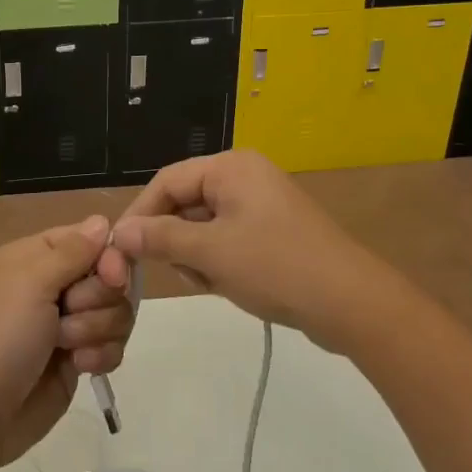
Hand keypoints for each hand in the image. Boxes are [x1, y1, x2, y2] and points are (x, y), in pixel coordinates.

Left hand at [0, 215, 134, 470]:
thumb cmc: (0, 337)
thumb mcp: (31, 282)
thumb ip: (74, 250)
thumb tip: (102, 220)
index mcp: (37, 256)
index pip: (92, 239)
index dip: (108, 257)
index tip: (111, 276)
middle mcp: (55, 284)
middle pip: (110, 277)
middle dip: (96, 300)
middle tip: (67, 314)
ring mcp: (68, 323)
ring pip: (117, 312)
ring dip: (95, 330)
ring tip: (65, 347)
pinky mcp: (79, 358)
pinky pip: (114, 345)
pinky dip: (101, 356)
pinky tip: (79, 367)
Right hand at [104, 150, 381, 350]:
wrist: (352, 304)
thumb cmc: (276, 267)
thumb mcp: (210, 253)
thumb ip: (161, 239)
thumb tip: (120, 232)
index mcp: (231, 168)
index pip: (167, 181)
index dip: (141, 214)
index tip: (121, 249)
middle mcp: (244, 176)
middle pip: (185, 202)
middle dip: (175, 239)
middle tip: (177, 272)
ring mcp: (261, 203)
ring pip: (204, 225)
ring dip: (197, 255)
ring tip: (213, 282)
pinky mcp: (273, 230)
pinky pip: (227, 238)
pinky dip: (219, 261)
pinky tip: (230, 284)